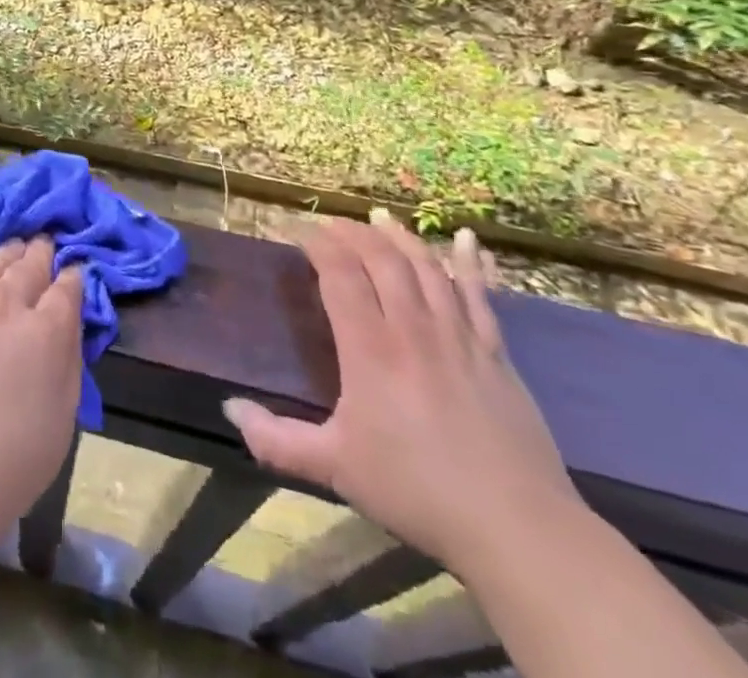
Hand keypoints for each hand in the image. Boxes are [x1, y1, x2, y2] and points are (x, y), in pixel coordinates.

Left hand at [0, 222, 84, 550]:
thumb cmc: (2, 468)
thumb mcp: (60, 425)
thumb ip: (69, 365)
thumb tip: (70, 324)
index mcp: (45, 332)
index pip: (66, 292)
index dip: (72, 278)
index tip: (75, 271)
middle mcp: (6, 303)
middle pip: (28, 268)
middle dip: (41, 255)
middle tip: (45, 243)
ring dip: (6, 251)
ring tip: (15, 243)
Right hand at [222, 213, 582, 576]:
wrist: (517, 529)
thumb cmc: (416, 491)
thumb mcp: (335, 468)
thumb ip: (277, 440)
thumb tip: (230, 409)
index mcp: (369, 348)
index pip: (340, 275)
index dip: (318, 245)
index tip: (298, 232)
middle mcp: (412, 329)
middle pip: (382, 260)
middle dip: (353, 234)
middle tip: (332, 224)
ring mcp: (459, 337)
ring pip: (427, 268)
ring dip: (401, 237)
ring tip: (380, 217)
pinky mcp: (497, 355)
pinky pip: (481, 296)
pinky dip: (470, 263)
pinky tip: (466, 238)